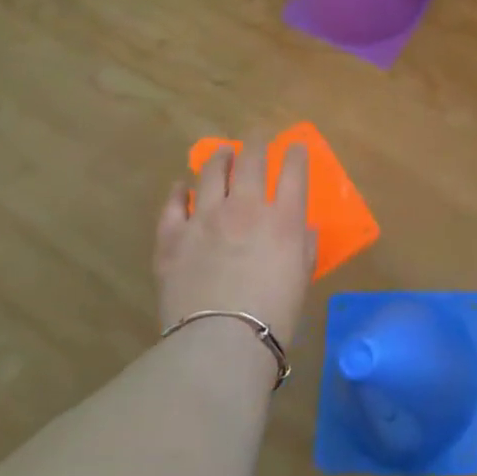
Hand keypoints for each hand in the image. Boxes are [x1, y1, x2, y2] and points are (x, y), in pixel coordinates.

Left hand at [156, 139, 316, 343]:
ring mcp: (205, 218)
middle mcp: (246, 207)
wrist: (221, 340)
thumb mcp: (301, 278)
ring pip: (211, 172)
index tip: (296, 146)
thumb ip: (303, 247)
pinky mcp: (173, 237)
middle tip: (258, 135)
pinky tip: (181, 187)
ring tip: (222, 152)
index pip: (294, 171)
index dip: (296, 154)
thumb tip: (302, 229)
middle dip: (257, 142)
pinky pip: (173, 205)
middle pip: (252, 160)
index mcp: (284, 219)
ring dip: (219, 157)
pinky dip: (179, 191)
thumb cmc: (274, 315)